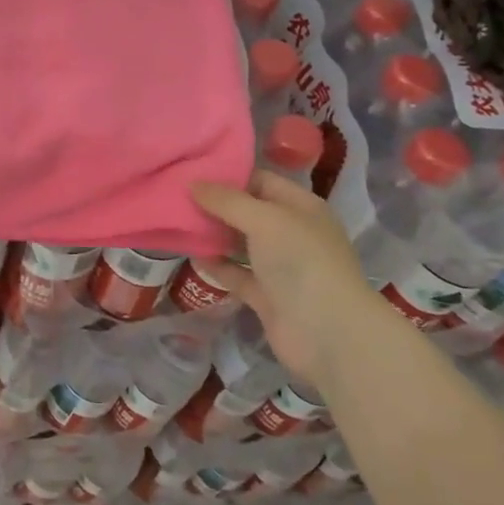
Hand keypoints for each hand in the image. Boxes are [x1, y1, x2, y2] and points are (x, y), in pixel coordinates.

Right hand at [191, 170, 381, 384]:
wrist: (328, 333)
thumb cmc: (301, 262)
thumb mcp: (265, 220)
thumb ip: (227, 201)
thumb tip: (193, 184)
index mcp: (301, 207)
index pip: (262, 181)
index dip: (229, 174)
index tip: (191, 171)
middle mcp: (292, 233)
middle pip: (248, 212)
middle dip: (216, 204)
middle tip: (175, 195)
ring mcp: (280, 267)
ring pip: (241, 243)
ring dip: (213, 234)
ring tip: (176, 221)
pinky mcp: (267, 296)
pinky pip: (237, 274)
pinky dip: (216, 266)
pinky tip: (191, 254)